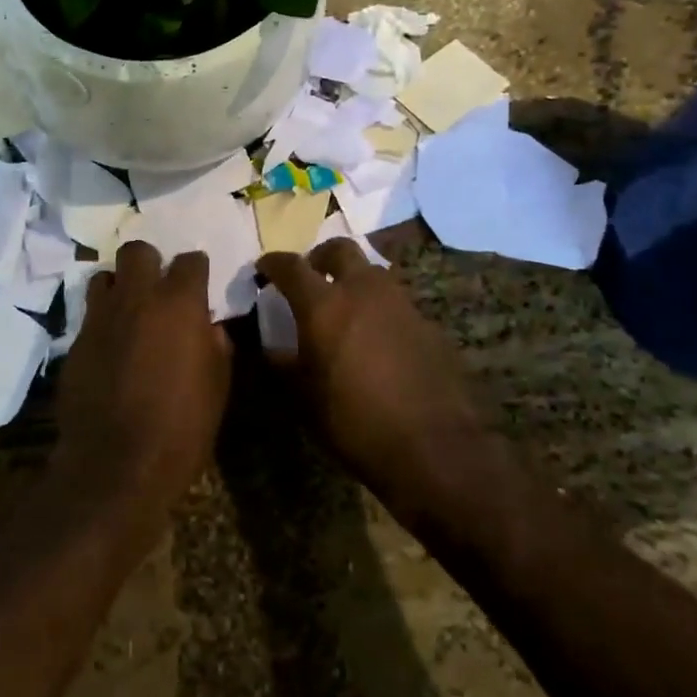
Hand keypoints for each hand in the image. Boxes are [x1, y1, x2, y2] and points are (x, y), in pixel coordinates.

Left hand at [55, 240, 233, 530]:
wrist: (115, 465)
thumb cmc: (181, 428)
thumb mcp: (217, 388)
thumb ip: (216, 347)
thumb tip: (208, 328)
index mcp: (179, 304)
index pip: (190, 261)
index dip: (197, 270)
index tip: (199, 285)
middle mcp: (137, 299)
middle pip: (137, 251)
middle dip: (150, 263)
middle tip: (158, 289)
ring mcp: (100, 318)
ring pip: (104, 276)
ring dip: (119, 287)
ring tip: (129, 312)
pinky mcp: (75, 342)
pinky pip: (89, 315)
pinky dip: (102, 321)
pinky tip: (110, 347)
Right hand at [258, 240, 498, 516]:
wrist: (432, 447)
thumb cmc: (354, 422)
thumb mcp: (305, 397)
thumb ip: (284, 363)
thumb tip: (272, 348)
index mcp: (324, 304)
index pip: (291, 266)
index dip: (273, 263)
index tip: (263, 269)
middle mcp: (363, 290)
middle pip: (339, 249)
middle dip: (320, 257)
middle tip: (310, 277)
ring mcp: (400, 303)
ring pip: (371, 272)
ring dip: (353, 281)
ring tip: (344, 309)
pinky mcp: (427, 323)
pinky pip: (395, 303)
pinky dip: (379, 310)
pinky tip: (377, 340)